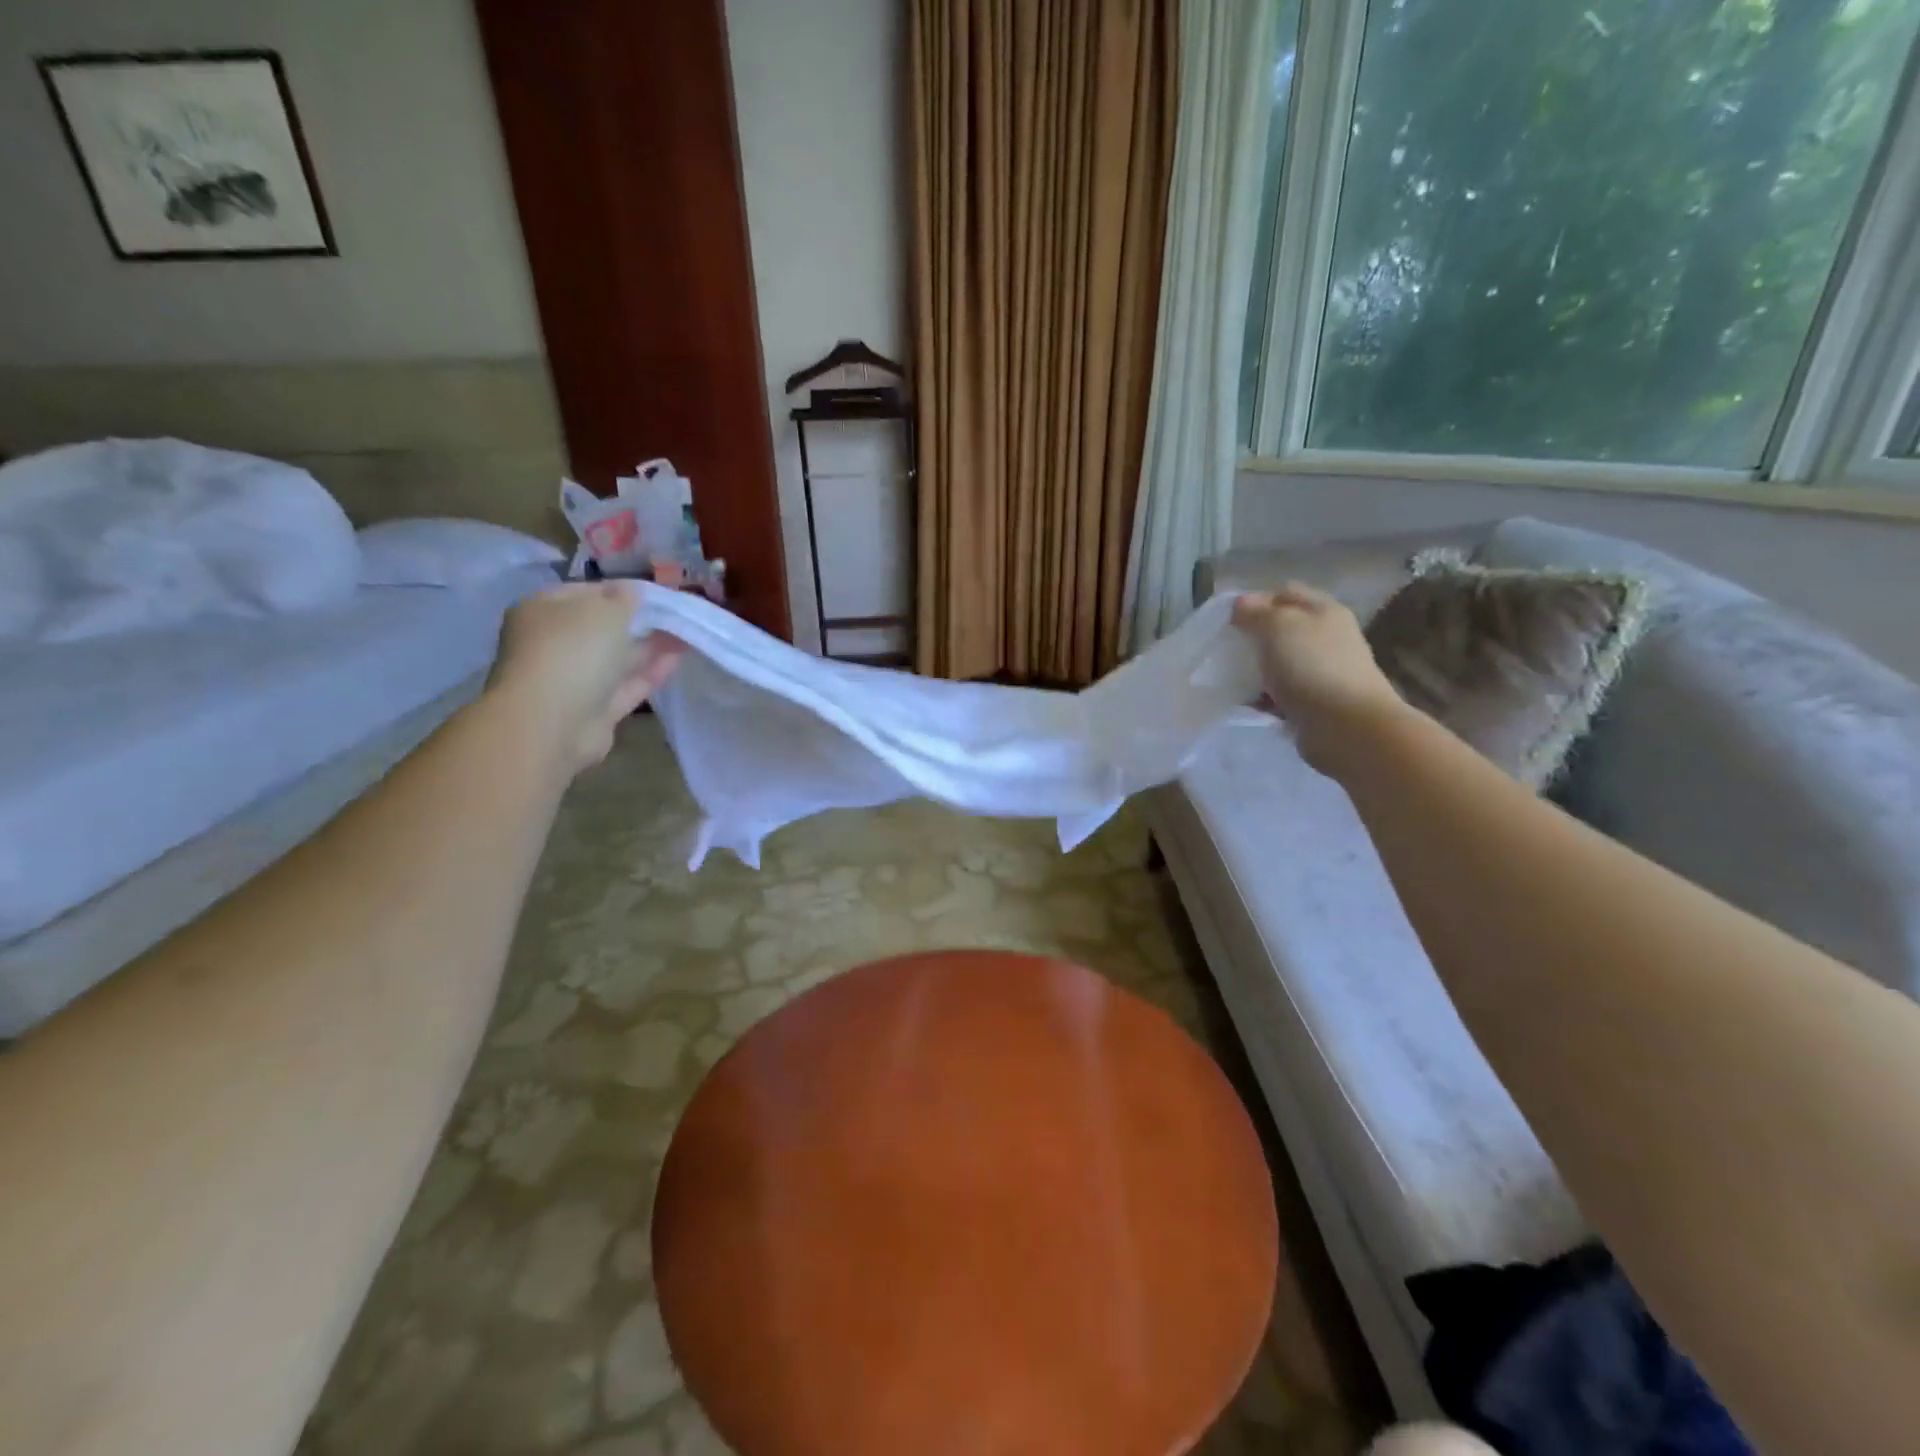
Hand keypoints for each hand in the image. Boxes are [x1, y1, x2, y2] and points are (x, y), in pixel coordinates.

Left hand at [486, 582, 682, 775]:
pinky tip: (676, 660)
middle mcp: (553, 643)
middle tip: (675, 616)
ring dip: (649, 647)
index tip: (655, 594)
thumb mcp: (605, 610)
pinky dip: (649, 673)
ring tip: (685, 636)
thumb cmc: (572, 651)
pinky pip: (625, 686)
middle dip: (638, 622)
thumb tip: (632, 592)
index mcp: (543, 610)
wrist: (552, 723)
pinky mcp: (593, 710)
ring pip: (616, 659)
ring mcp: (572, 679)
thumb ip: (624, 599)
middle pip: (601, 628)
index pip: (585, 593)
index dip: (621, 591)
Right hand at [1233, 585, 1405, 770]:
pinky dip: (1264, 696)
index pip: (1285, 593)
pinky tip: (1248, 703)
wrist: (1346, 726)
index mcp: (1324, 610)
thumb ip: (1256, 612)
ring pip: (1280, 661)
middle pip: (1283, 628)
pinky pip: (1282, 692)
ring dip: (1256, 669)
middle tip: (1227, 648)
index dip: (1256, 600)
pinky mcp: (1316, 701)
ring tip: (1231, 679)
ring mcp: (1323, 670)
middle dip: (1253, 637)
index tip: (1228, 618)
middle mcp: (1327, 637)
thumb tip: (1240, 603)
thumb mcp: (1278, 627)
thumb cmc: (1311, 667)